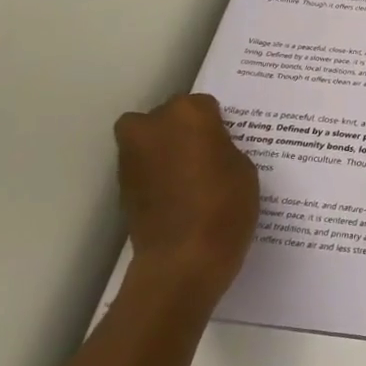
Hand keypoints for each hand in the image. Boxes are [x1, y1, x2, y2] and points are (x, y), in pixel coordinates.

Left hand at [113, 93, 258, 304]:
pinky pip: (144, 168)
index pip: (204, 106)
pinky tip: (178, 196)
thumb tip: (209, 148)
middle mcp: (152, 125)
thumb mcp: (244, 168)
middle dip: (183, 131)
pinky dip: (157, 175)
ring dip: (166, 151)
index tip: (226, 144)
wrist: (183, 259)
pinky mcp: (122, 185)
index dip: (216, 125)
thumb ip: (223, 147)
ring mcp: (131, 155)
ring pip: (150, 140)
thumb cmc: (225, 207)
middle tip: (206, 156)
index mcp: (189, 114)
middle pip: (169, 117)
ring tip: (191, 178)